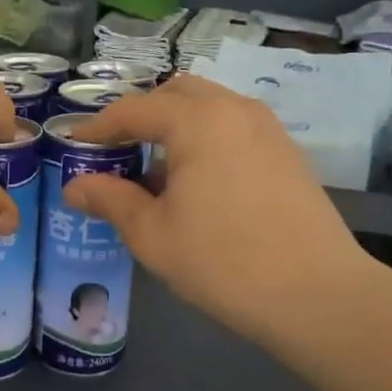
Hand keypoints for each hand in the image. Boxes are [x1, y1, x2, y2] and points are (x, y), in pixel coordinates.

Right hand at [63, 77, 373, 347]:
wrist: (319, 296)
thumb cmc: (223, 261)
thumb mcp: (152, 234)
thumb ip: (110, 200)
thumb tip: (74, 186)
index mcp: (197, 120)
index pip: (134, 109)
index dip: (98, 127)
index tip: (72, 146)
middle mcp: (234, 109)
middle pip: (175, 94)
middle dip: (140, 116)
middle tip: (115, 150)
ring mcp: (268, 129)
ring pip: (209, 108)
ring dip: (175, 126)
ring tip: (153, 169)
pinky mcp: (287, 153)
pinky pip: (233, 128)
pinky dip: (205, 139)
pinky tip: (196, 183)